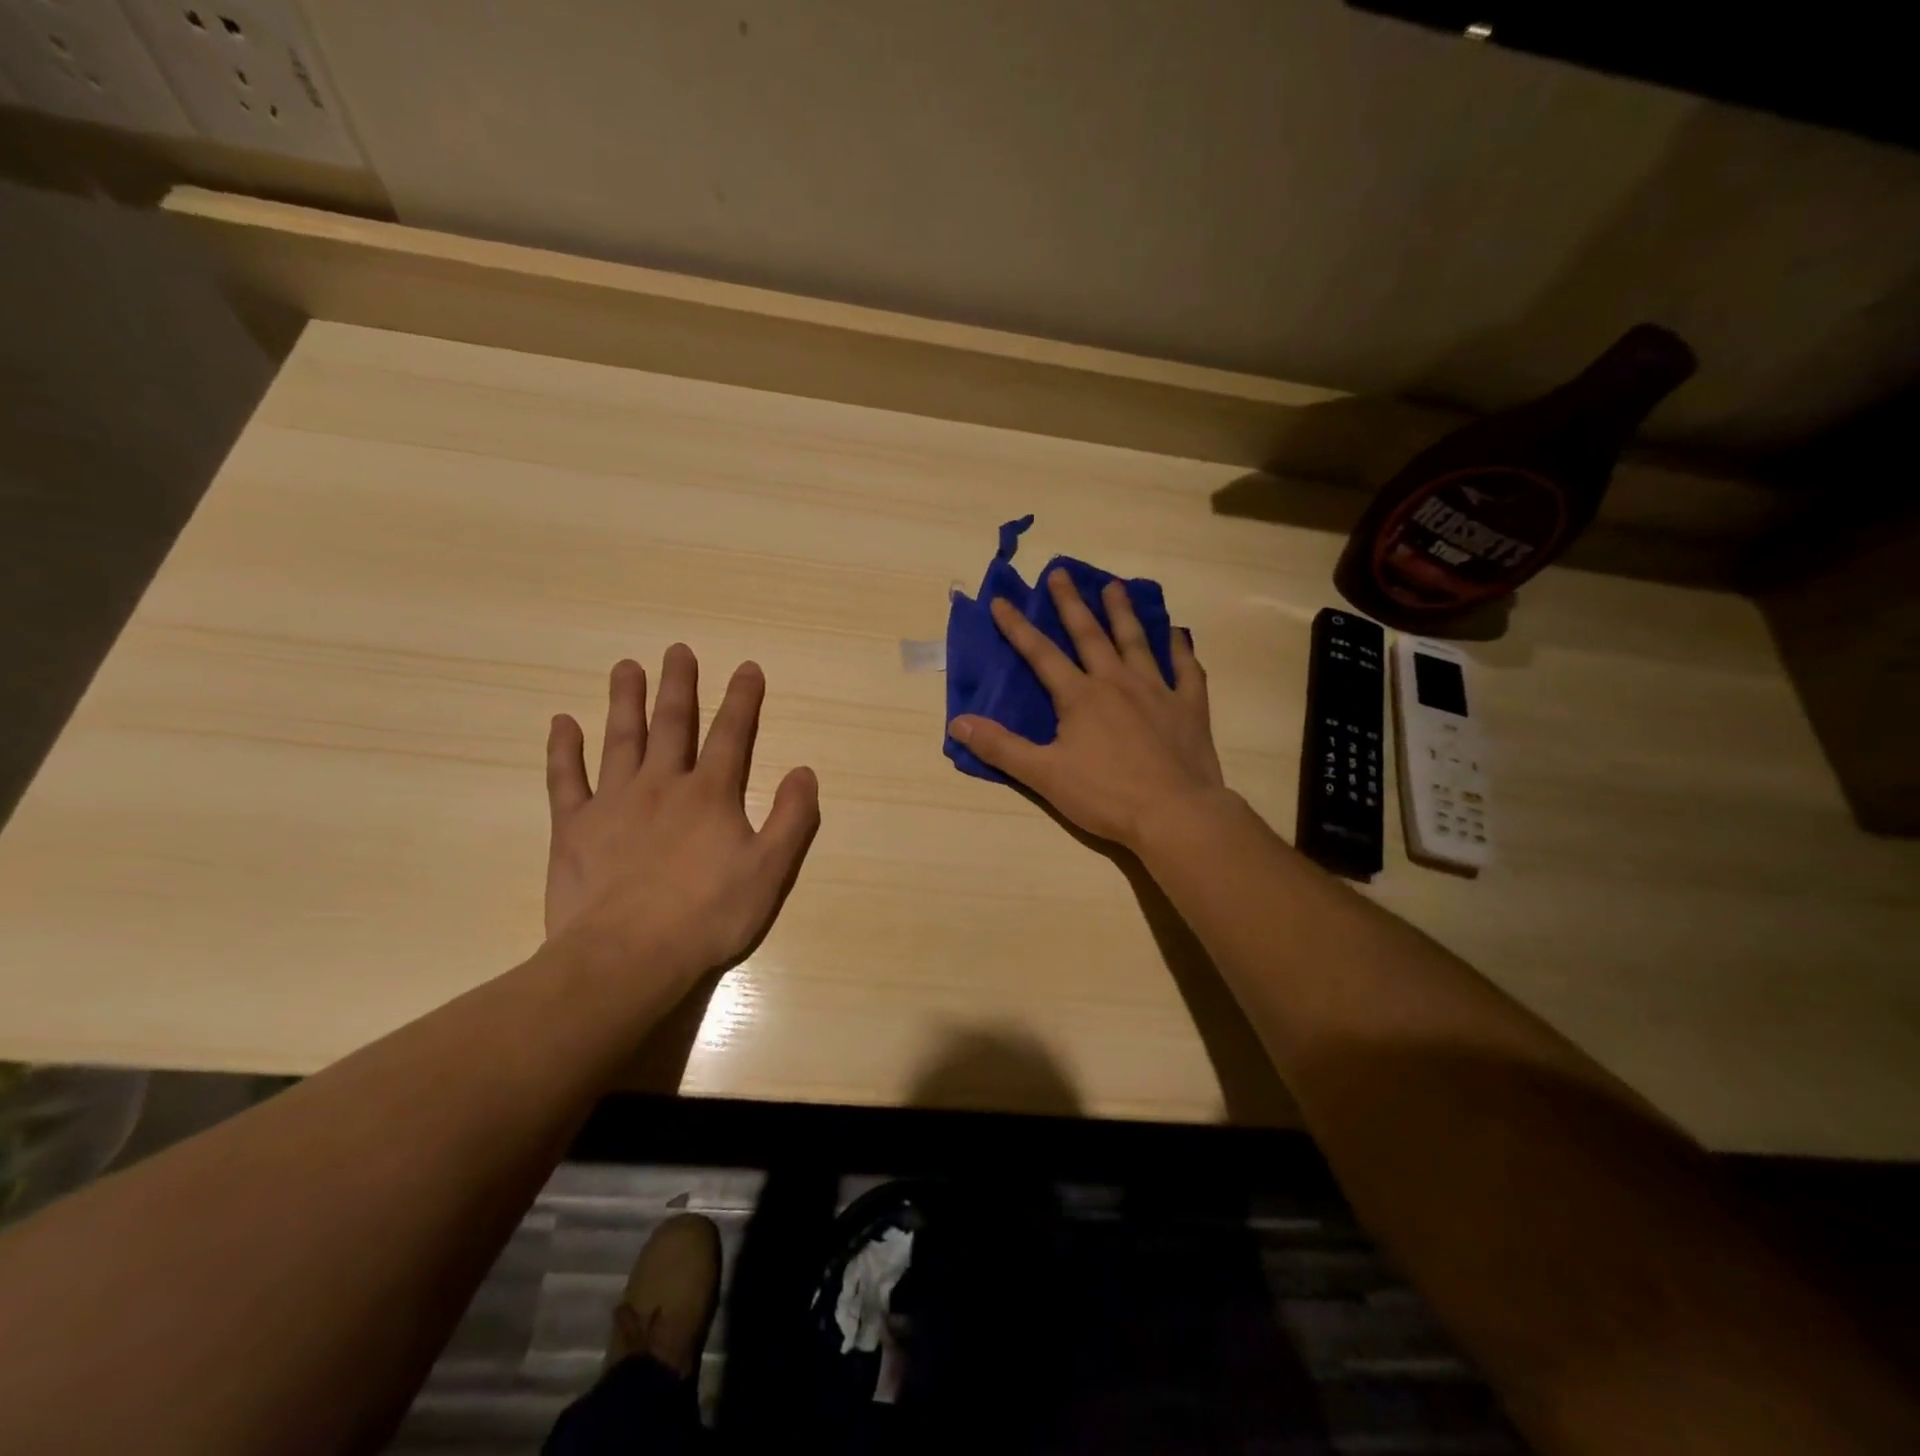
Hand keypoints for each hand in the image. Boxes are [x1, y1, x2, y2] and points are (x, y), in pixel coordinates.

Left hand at [544, 646, 819, 979]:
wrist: (627, 957)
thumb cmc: (707, 915)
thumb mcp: (769, 871)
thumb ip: (791, 818)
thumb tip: (804, 771)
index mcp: (710, 795)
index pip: (732, 735)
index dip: (743, 699)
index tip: (747, 667)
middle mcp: (662, 785)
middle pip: (673, 724)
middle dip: (679, 685)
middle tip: (677, 650)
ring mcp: (613, 802)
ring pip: (621, 739)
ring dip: (625, 701)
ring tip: (626, 668)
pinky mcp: (574, 827)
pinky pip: (566, 779)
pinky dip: (564, 749)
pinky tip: (562, 722)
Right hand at [949, 570, 1227, 849]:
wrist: (1174, 814)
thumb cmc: (1105, 795)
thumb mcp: (1044, 775)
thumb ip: (1001, 747)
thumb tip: (958, 722)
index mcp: (1080, 696)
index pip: (1041, 654)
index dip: (1017, 627)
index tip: (1001, 601)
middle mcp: (1117, 682)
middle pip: (1090, 634)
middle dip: (1071, 603)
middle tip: (1060, 573)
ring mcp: (1157, 691)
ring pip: (1136, 642)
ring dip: (1123, 612)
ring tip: (1115, 586)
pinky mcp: (1189, 707)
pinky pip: (1185, 670)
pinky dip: (1180, 650)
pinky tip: (1177, 634)